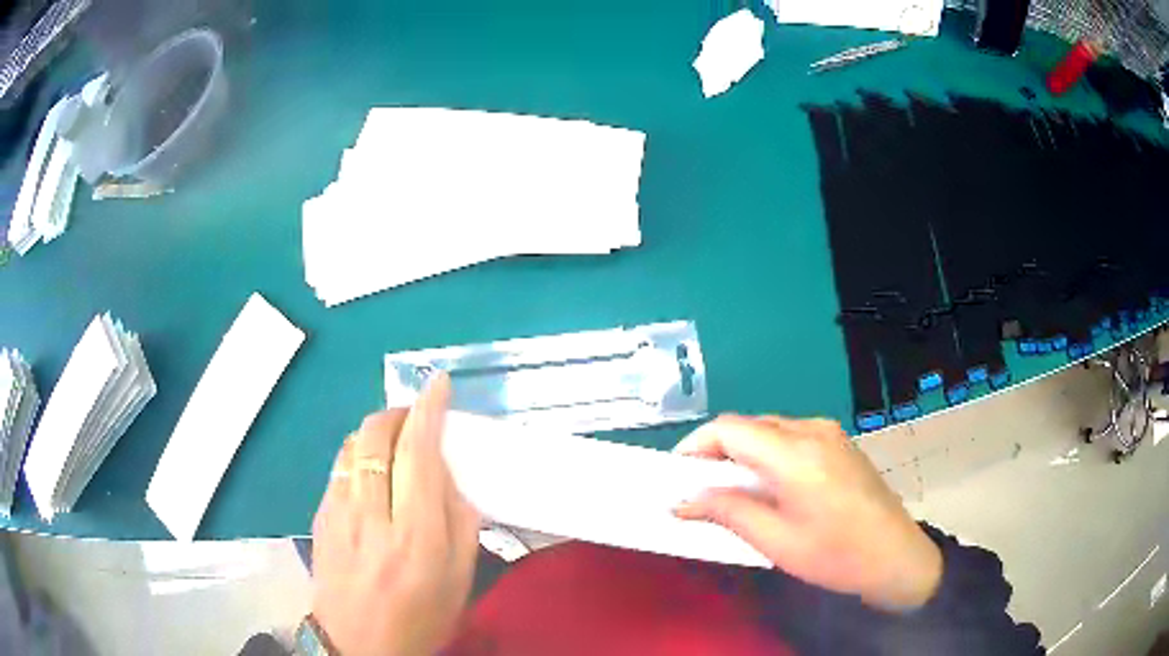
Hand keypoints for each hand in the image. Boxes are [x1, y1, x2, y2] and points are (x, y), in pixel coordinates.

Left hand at [311, 374, 479, 655]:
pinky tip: (370, 469)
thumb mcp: (458, 580)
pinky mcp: (320, 516)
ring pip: (353, 446)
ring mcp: (339, 513)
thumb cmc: (418, 618)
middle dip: (398, 412)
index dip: (429, 410)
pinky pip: (339, 467)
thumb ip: (461, 524)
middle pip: (377, 437)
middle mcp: (373, 516)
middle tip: (417, 415)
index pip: (420, 455)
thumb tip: (450, 478)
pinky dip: (359, 453)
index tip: (438, 383)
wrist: (356, 644)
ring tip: (394, 438)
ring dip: (376, 429)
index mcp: (416, 537)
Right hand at [673, 415, 941, 611]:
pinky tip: (769, 486)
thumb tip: (683, 500)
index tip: (676, 477)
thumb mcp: (776, 541)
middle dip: (717, 452)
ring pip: (769, 430)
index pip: (729, 429)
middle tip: (699, 490)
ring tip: (731, 491)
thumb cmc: (835, 555)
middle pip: (748, 426)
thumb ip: (727, 512)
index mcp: (795, 453)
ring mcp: (830, 433)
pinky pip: (791, 437)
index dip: (695, 446)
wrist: (896, 556)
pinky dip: (768, 455)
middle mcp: (812, 430)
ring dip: (743, 453)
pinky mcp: (840, 443)